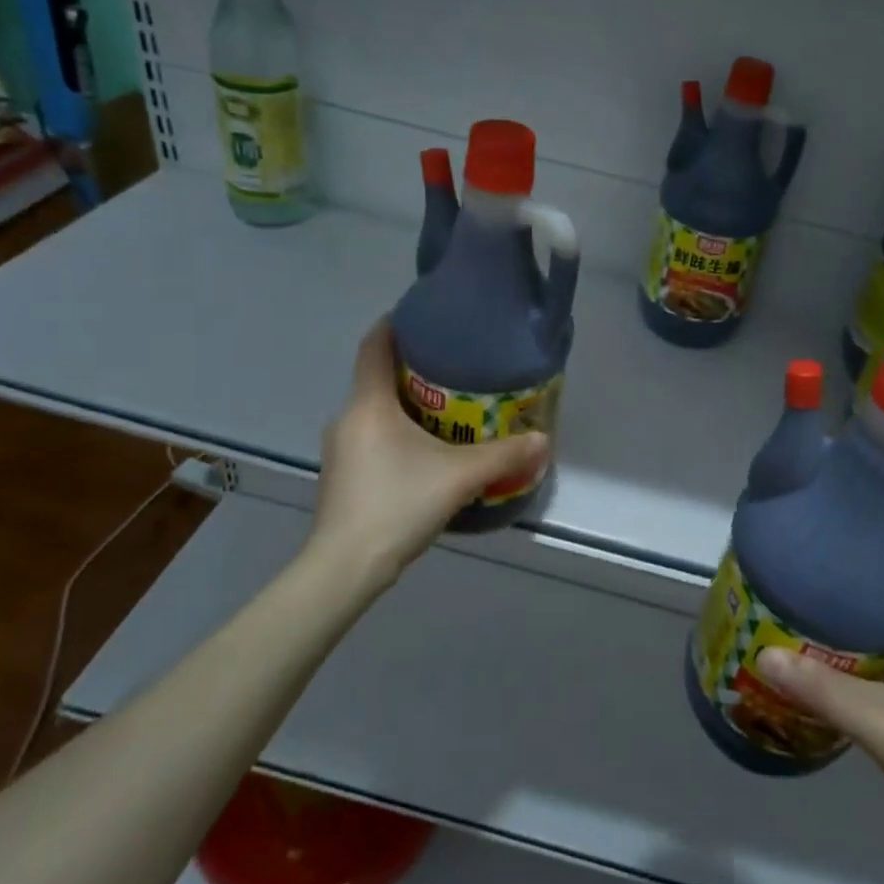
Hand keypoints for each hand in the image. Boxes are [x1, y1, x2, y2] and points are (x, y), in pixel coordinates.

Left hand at [307, 319, 549, 582]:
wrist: (345, 567)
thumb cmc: (398, 504)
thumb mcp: (460, 477)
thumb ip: (504, 456)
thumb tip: (543, 439)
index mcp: (369, 404)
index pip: (374, 346)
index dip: (394, 324)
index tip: (421, 315)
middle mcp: (348, 418)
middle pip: (377, 378)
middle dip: (413, 369)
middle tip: (455, 367)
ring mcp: (340, 449)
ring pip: (375, 411)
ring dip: (406, 404)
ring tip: (448, 408)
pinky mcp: (342, 475)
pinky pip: (372, 436)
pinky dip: (396, 432)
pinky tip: (425, 452)